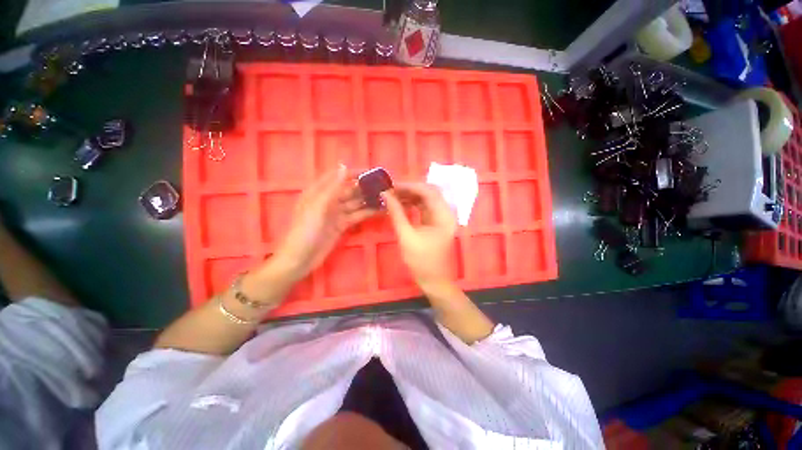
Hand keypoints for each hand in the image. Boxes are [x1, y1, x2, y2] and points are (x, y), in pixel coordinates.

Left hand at [273, 166, 373, 280]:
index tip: (372, 172)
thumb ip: (333, 188)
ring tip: (386, 196)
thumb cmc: (305, 231)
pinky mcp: (342, 225)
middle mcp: (328, 200)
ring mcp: (336, 213)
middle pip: (349, 190)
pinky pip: (357, 215)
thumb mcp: (318, 207)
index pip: (338, 176)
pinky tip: (380, 210)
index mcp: (318, 191)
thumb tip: (344, 167)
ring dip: (368, 199)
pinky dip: (367, 212)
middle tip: (384, 186)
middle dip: (365, 187)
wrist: (300, 259)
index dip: (354, 173)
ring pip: (355, 203)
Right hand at [382, 183, 457, 289]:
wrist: (432, 279)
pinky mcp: (435, 222)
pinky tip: (400, 204)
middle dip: (409, 189)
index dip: (410, 186)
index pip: (428, 191)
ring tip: (393, 196)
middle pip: (428, 192)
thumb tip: (385, 195)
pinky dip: (412, 204)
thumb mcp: (406, 236)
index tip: (392, 186)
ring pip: (426, 199)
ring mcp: (441, 217)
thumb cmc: (421, 260)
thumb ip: (396, 213)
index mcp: (443, 215)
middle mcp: (445, 212)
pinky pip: (424, 207)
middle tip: (391, 190)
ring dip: (410, 196)